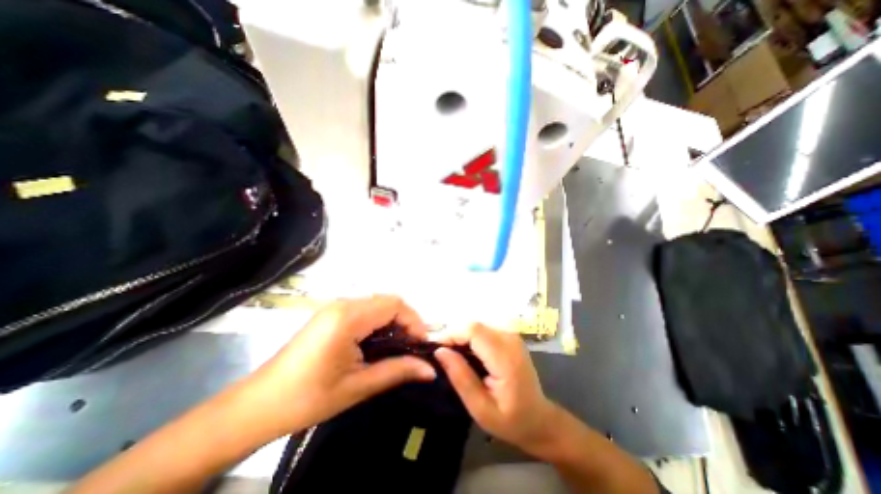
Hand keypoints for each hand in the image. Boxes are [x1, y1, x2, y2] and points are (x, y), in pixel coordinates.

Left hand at [240, 293, 436, 436]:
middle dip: (405, 322)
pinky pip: (364, 310)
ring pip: (377, 304)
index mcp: (348, 317)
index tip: (420, 345)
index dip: (414, 320)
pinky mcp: (330, 314)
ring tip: (396, 349)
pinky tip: (376, 345)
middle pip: (387, 301)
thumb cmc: (308, 397)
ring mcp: (335, 307)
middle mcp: (343, 304)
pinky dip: (378, 323)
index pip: (394, 303)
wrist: (258, 405)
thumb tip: (431, 370)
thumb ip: (397, 372)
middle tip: (410, 349)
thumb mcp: (358, 386)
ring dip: (392, 322)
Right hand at [433, 323, 559, 454]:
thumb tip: (439, 351)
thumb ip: (461, 378)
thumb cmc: (511, 420)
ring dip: (460, 336)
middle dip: (453, 335)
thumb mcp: (481, 409)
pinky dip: (469, 337)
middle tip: (440, 354)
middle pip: (473, 325)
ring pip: (476, 325)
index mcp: (506, 357)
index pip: (473, 331)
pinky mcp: (509, 335)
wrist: (539, 419)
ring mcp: (511, 334)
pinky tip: (464, 353)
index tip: (434, 349)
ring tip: (450, 355)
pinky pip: (483, 329)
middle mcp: (510, 338)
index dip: (450, 334)